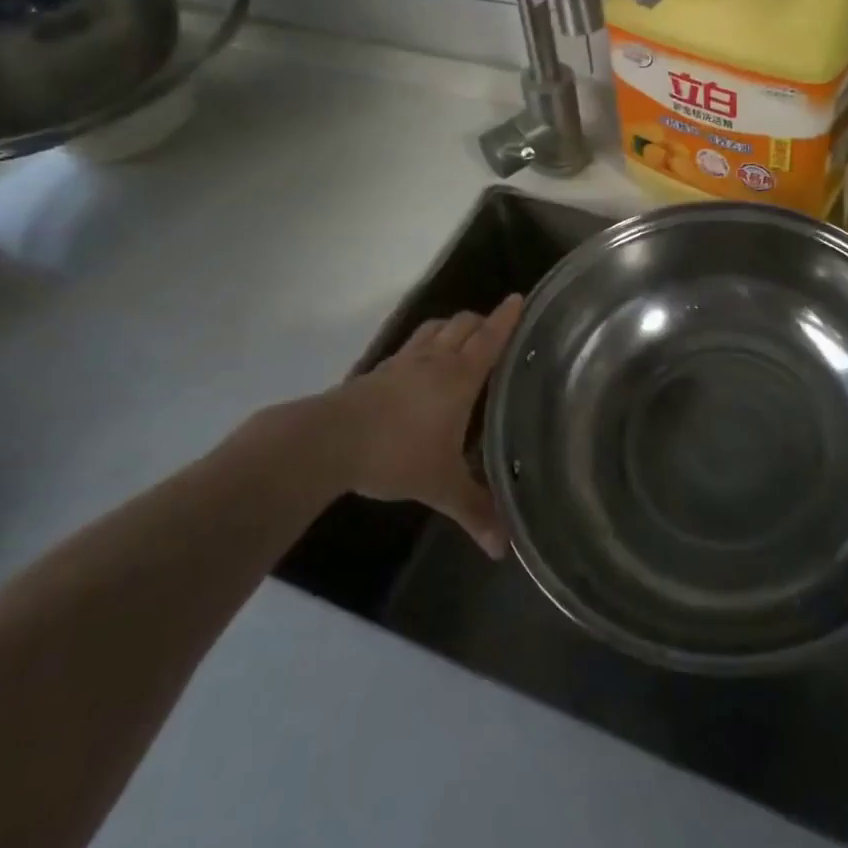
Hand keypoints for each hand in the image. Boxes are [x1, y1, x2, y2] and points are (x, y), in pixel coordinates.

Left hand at [326, 295, 523, 558]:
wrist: (329, 442)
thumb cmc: (396, 455)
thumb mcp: (441, 487)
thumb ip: (474, 511)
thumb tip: (502, 550)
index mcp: (459, 377)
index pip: (490, 338)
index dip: (506, 317)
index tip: (519, 298)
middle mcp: (434, 360)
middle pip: (463, 324)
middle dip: (482, 321)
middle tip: (495, 330)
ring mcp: (403, 363)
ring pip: (434, 329)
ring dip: (452, 327)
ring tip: (461, 339)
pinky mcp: (378, 372)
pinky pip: (410, 347)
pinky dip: (425, 345)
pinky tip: (420, 366)